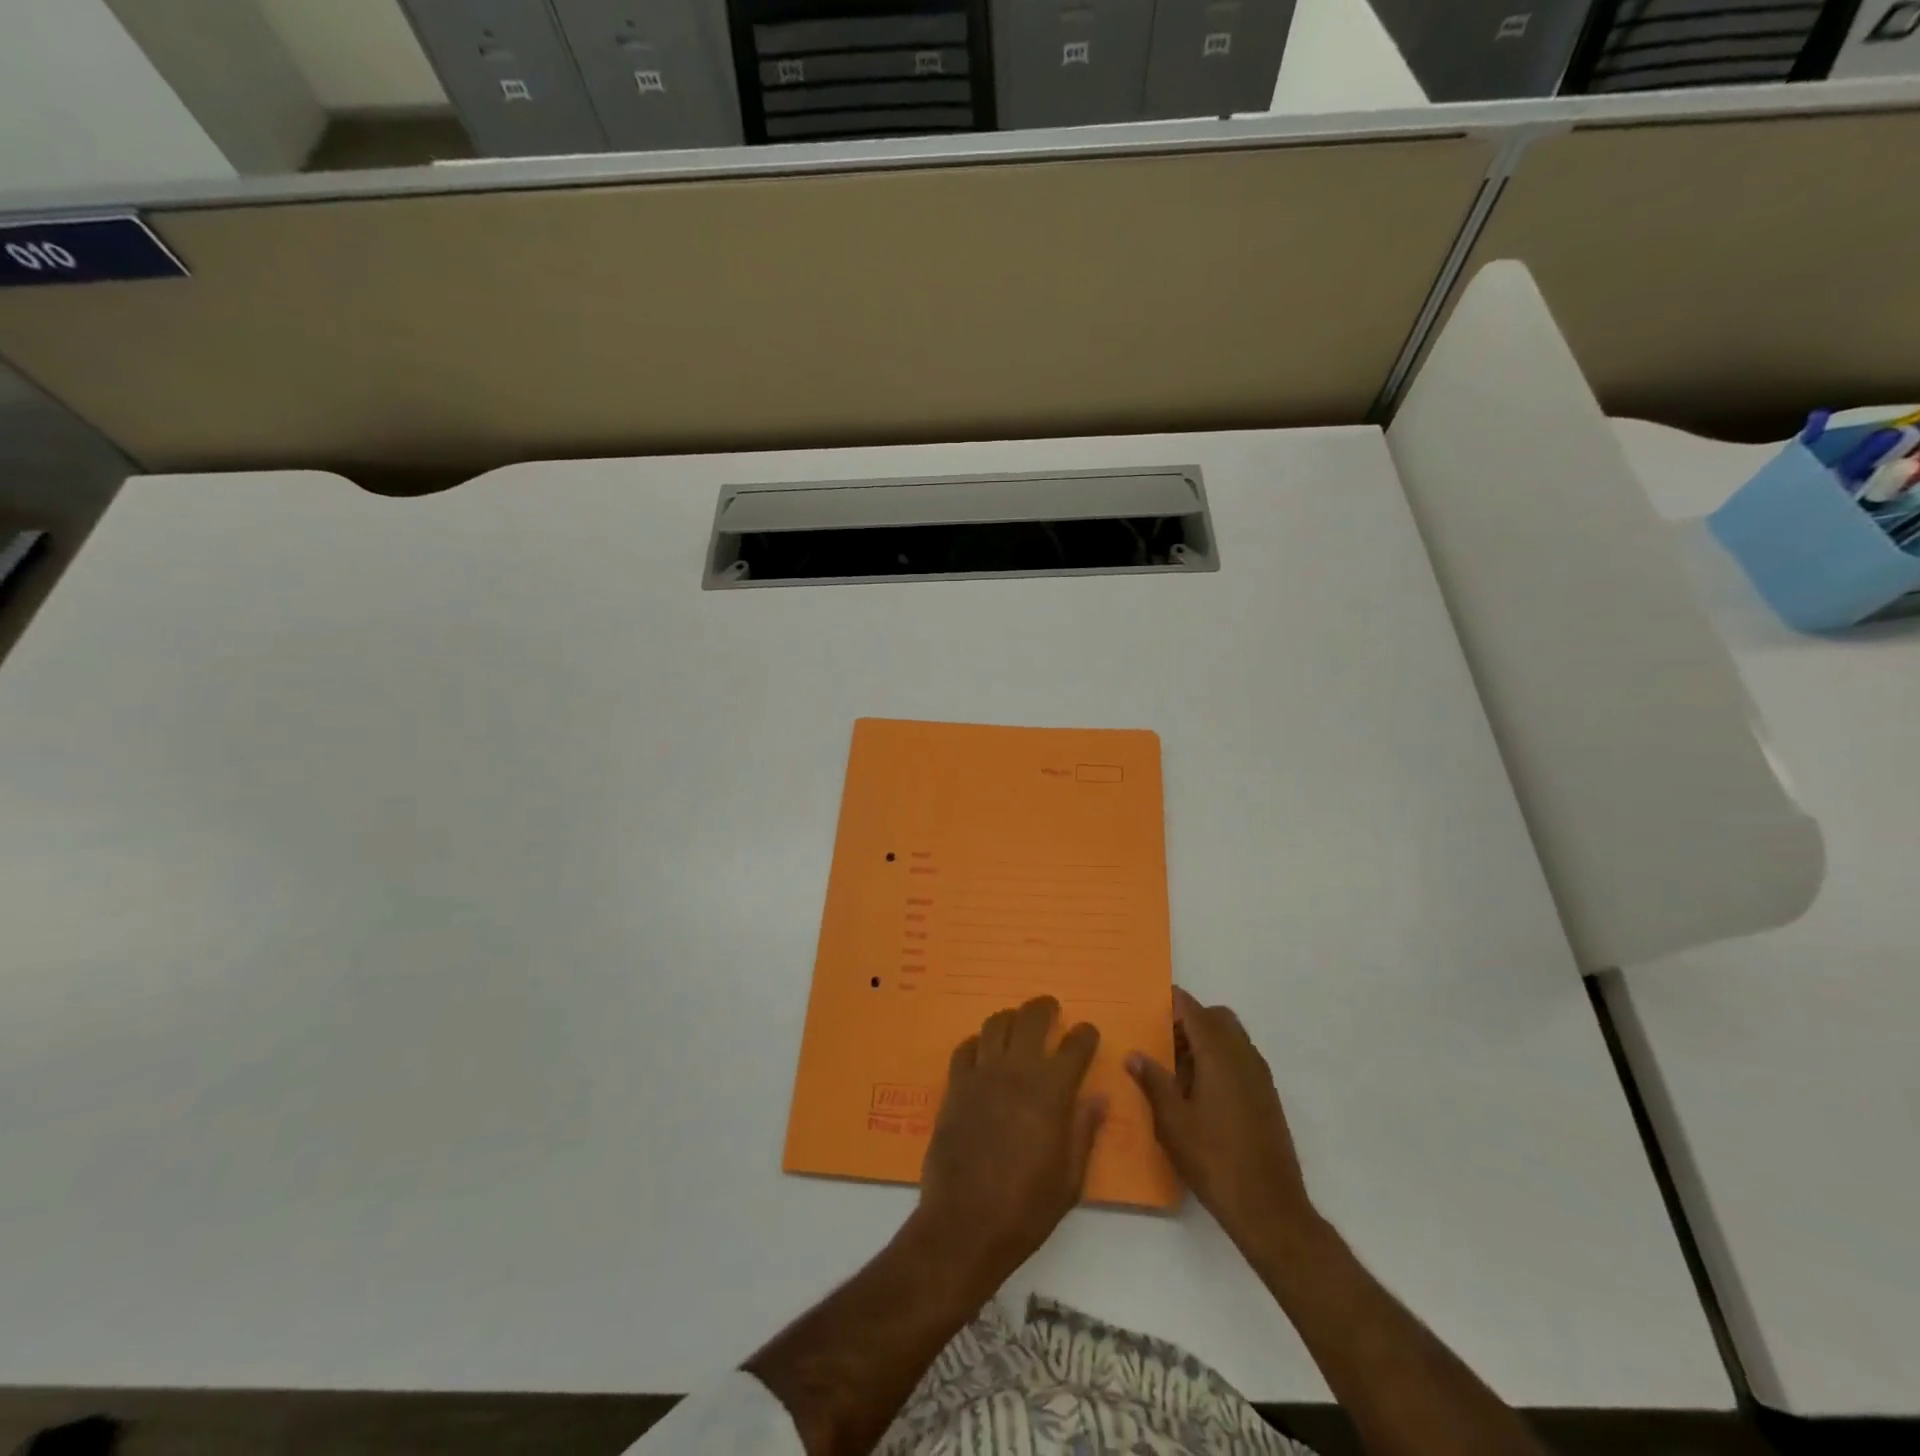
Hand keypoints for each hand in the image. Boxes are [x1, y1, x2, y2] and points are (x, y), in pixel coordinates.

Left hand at [913, 996, 1105, 1290]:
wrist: (965, 1224)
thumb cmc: (1026, 1208)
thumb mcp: (1070, 1180)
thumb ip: (1084, 1132)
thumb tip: (1098, 1099)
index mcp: (1052, 1092)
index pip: (1075, 1046)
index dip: (1085, 1035)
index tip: (1088, 1033)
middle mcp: (1017, 1071)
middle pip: (1031, 1018)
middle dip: (1045, 1008)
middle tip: (1050, 1010)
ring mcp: (982, 1075)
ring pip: (995, 1024)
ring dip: (1010, 1019)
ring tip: (1016, 1025)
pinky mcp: (955, 1086)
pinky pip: (965, 1048)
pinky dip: (977, 1043)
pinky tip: (982, 1053)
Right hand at [1127, 987, 1317, 1252]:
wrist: (1269, 1207)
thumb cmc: (1214, 1159)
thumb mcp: (1172, 1122)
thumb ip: (1153, 1082)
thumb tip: (1134, 1055)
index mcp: (1218, 1054)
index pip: (1194, 1010)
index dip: (1172, 1003)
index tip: (1149, 1006)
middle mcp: (1243, 1056)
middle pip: (1217, 1018)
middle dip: (1191, 1020)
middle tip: (1163, 1042)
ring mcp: (1260, 1077)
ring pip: (1232, 1038)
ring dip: (1207, 1041)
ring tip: (1178, 1070)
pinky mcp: (1267, 1097)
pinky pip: (1242, 1060)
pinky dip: (1221, 1060)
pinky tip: (1201, 1093)